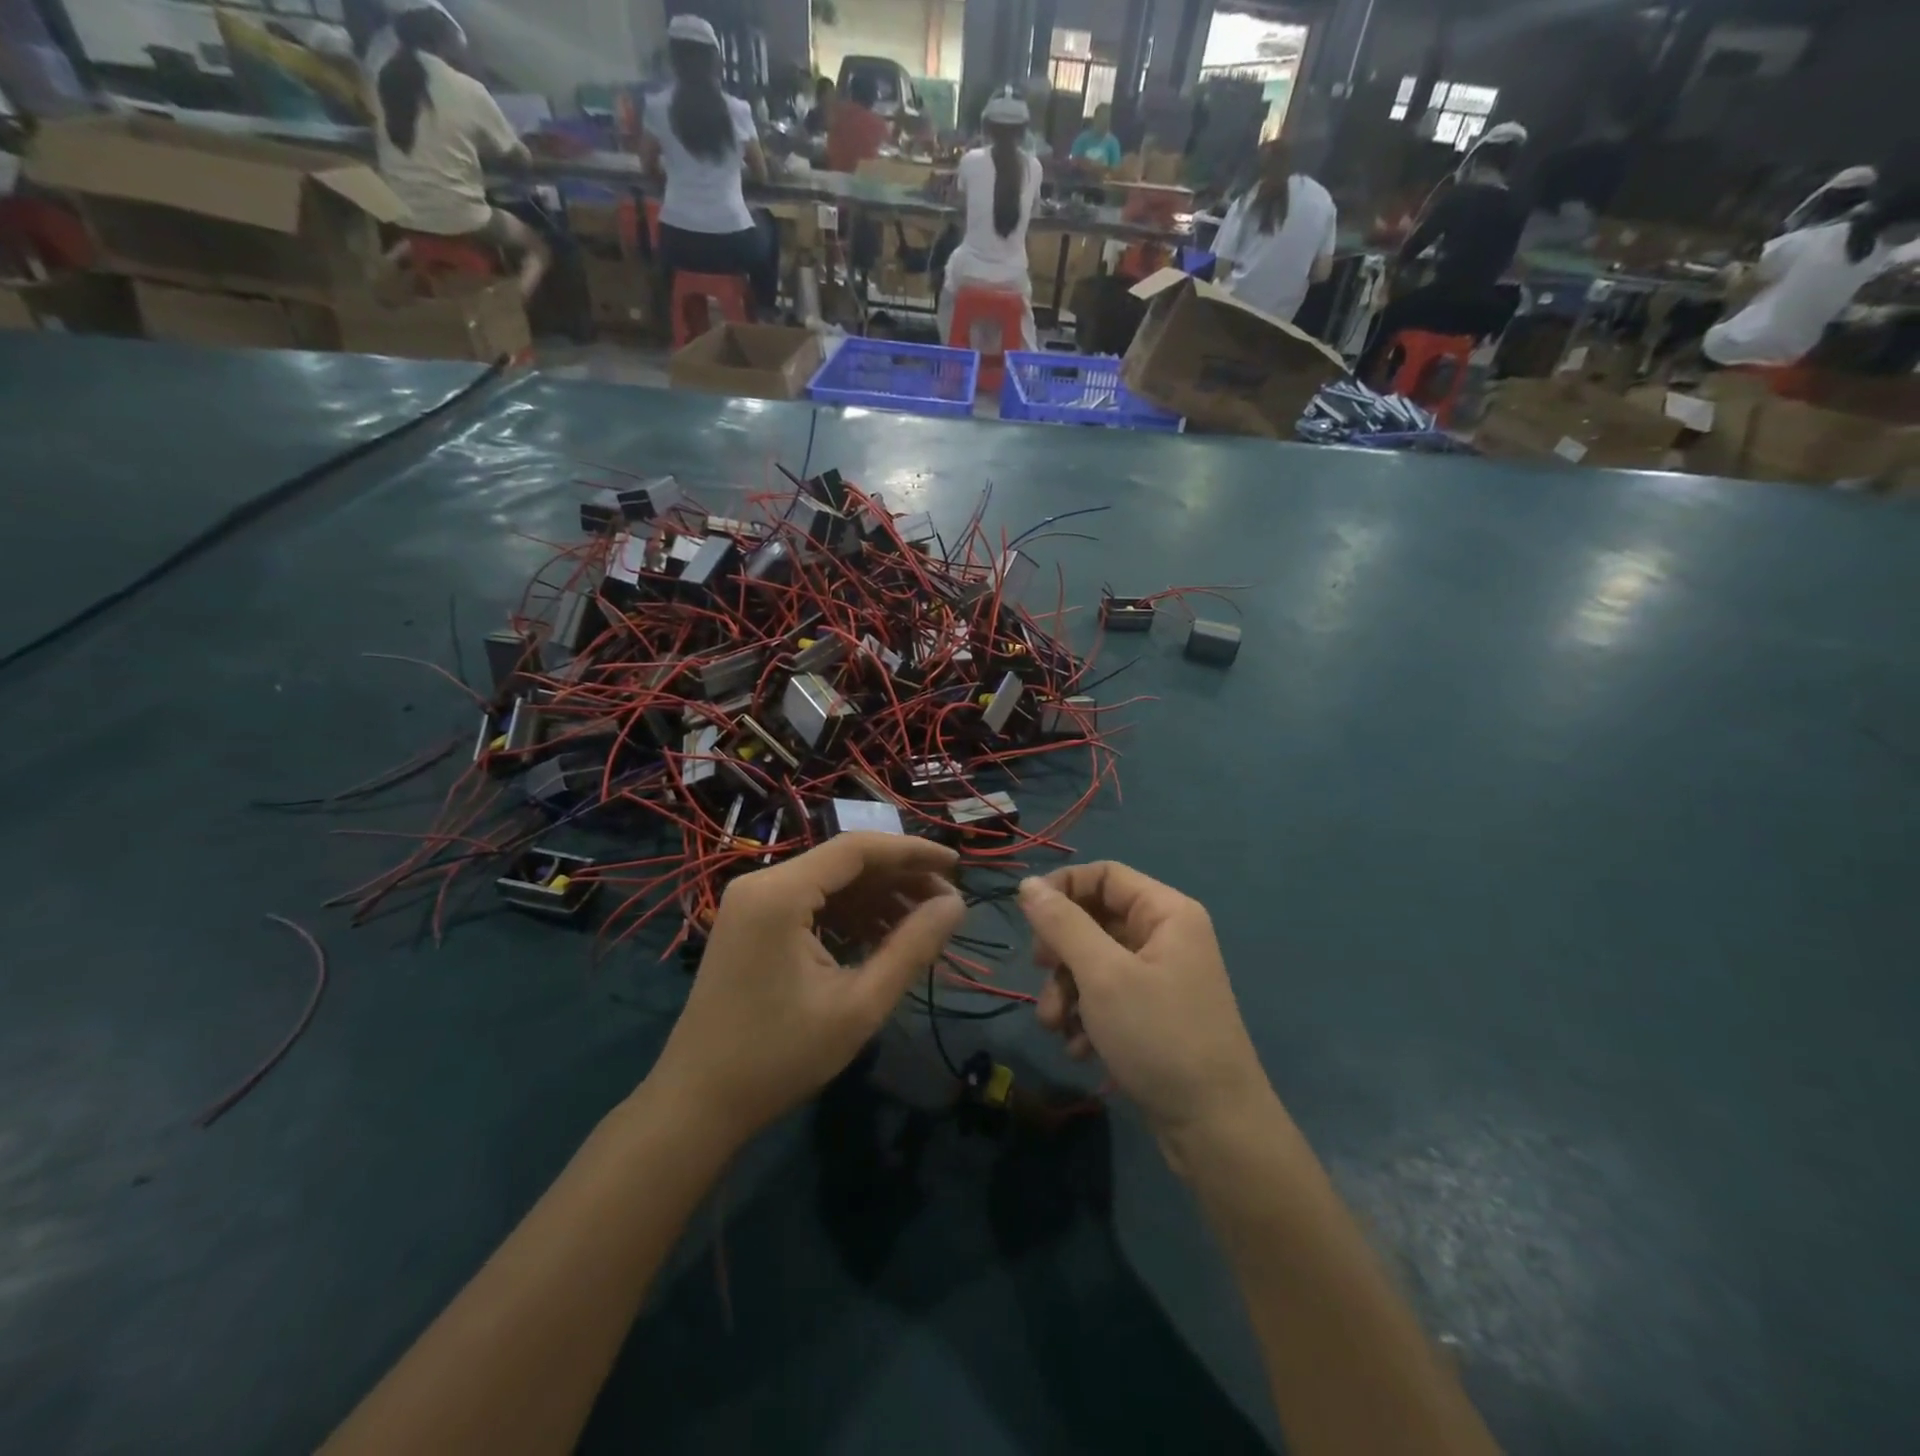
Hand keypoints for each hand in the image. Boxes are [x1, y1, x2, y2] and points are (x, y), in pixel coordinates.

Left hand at [651, 834, 964, 1139]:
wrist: (697, 1104)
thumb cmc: (779, 1057)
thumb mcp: (859, 1005)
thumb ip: (912, 948)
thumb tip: (956, 905)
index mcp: (780, 893)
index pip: (858, 849)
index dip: (913, 852)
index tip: (957, 865)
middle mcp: (762, 883)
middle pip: (844, 862)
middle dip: (899, 878)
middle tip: (946, 902)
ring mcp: (752, 903)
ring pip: (830, 882)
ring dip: (877, 898)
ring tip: (922, 923)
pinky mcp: (751, 924)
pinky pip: (811, 904)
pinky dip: (850, 915)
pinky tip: (882, 937)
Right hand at [1019, 865, 1271, 1149]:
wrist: (1214, 1129)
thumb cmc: (1159, 1036)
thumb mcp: (1102, 975)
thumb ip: (1062, 924)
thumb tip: (1028, 885)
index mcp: (1166, 913)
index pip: (1104, 875)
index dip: (1063, 887)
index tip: (1027, 916)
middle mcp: (1166, 937)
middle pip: (1095, 920)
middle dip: (1061, 951)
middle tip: (1039, 971)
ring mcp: (1160, 978)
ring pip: (1095, 962)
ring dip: (1066, 991)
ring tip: (1054, 1026)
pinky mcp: (1153, 1015)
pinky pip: (1108, 997)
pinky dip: (1086, 1017)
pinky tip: (1079, 1049)